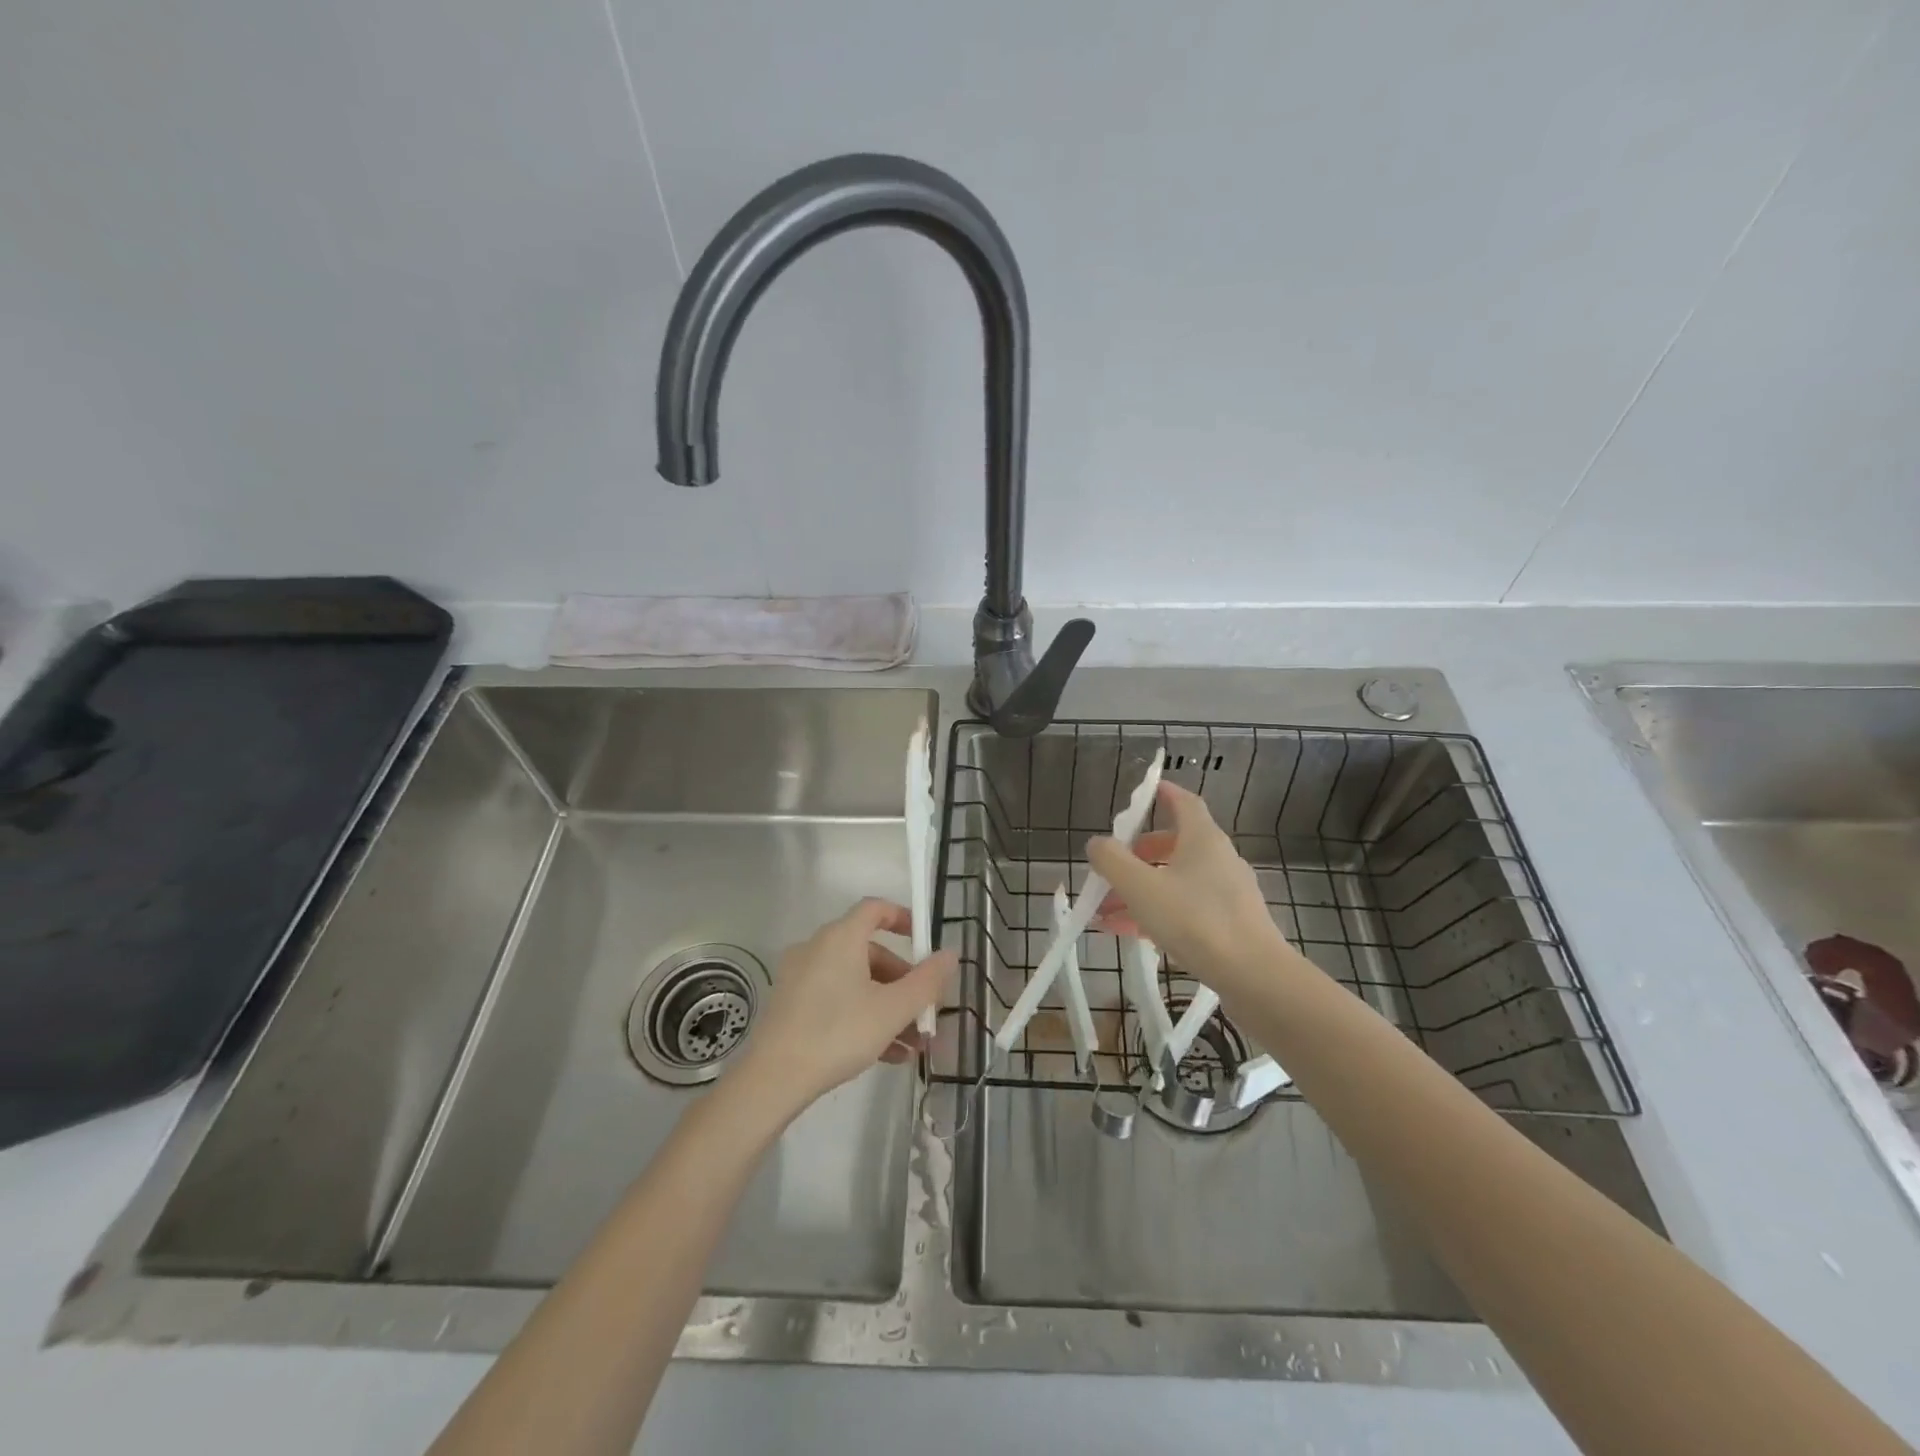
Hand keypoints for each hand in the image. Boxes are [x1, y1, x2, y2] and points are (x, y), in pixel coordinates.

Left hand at [738, 898, 956, 1111]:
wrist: (774, 1079)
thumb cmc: (838, 1032)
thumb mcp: (893, 1009)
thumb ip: (927, 981)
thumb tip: (950, 954)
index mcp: (841, 938)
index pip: (875, 909)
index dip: (903, 918)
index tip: (924, 941)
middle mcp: (817, 948)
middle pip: (870, 953)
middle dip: (903, 982)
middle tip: (924, 1012)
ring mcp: (800, 977)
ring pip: (855, 983)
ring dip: (887, 1007)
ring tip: (913, 1045)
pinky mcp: (791, 1006)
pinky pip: (836, 1000)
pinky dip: (862, 1017)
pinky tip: (888, 1055)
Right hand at [1087, 782, 1292, 1000]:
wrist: (1253, 976)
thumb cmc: (1195, 920)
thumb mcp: (1141, 888)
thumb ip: (1112, 861)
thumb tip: (1097, 844)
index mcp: (1203, 839)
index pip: (1184, 802)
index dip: (1163, 794)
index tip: (1144, 792)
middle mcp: (1218, 859)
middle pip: (1174, 845)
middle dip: (1138, 855)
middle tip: (1112, 867)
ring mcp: (1226, 893)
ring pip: (1176, 881)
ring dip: (1141, 890)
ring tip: (1105, 912)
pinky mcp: (1229, 923)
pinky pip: (1185, 908)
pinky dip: (1157, 913)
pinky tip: (1128, 934)